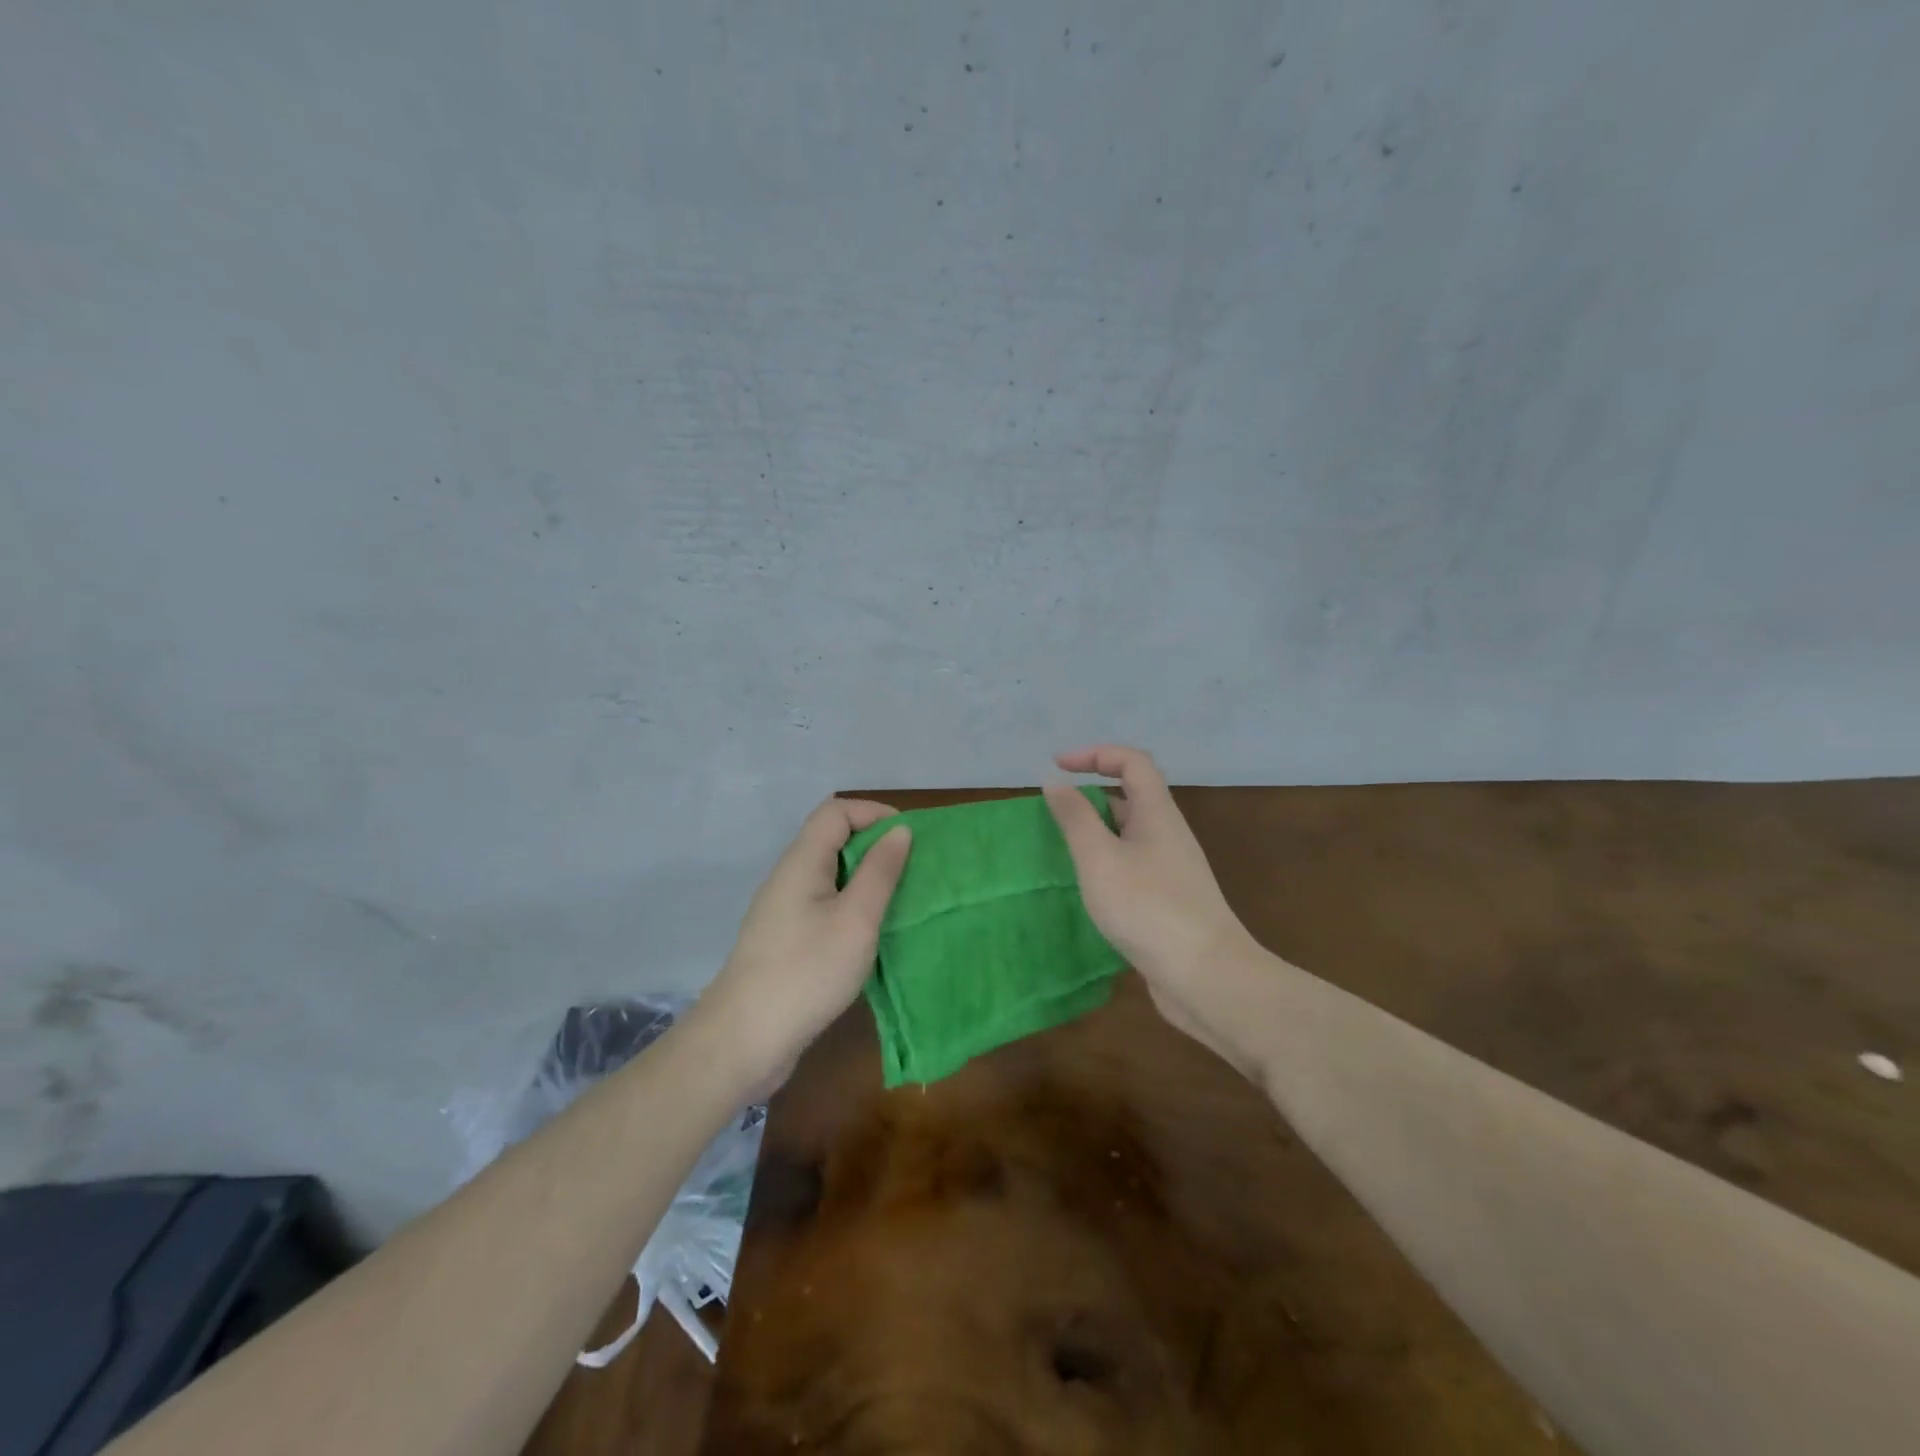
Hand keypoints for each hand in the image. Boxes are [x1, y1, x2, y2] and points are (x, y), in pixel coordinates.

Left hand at [699, 798, 912, 1085]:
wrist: (744, 1040)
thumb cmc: (807, 971)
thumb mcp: (855, 919)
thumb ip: (880, 872)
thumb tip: (900, 831)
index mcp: (802, 862)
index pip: (836, 811)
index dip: (874, 812)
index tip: (910, 838)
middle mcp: (789, 878)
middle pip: (833, 840)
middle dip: (876, 847)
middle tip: (913, 872)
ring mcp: (784, 911)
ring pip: (831, 876)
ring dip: (867, 881)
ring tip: (901, 902)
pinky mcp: (786, 941)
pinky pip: (825, 906)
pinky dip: (853, 908)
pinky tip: (872, 935)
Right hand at [1045, 746, 1255, 1071]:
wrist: (1206, 977)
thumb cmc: (1148, 908)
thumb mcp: (1100, 858)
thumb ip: (1076, 818)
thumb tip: (1056, 782)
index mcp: (1157, 813)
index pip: (1132, 762)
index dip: (1095, 754)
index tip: (1057, 767)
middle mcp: (1168, 834)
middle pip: (1131, 795)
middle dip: (1091, 793)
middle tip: (1053, 811)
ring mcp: (1171, 869)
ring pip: (1130, 834)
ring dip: (1097, 831)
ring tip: (1062, 848)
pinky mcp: (1169, 900)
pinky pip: (1132, 865)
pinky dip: (1106, 862)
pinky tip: (1088, 887)